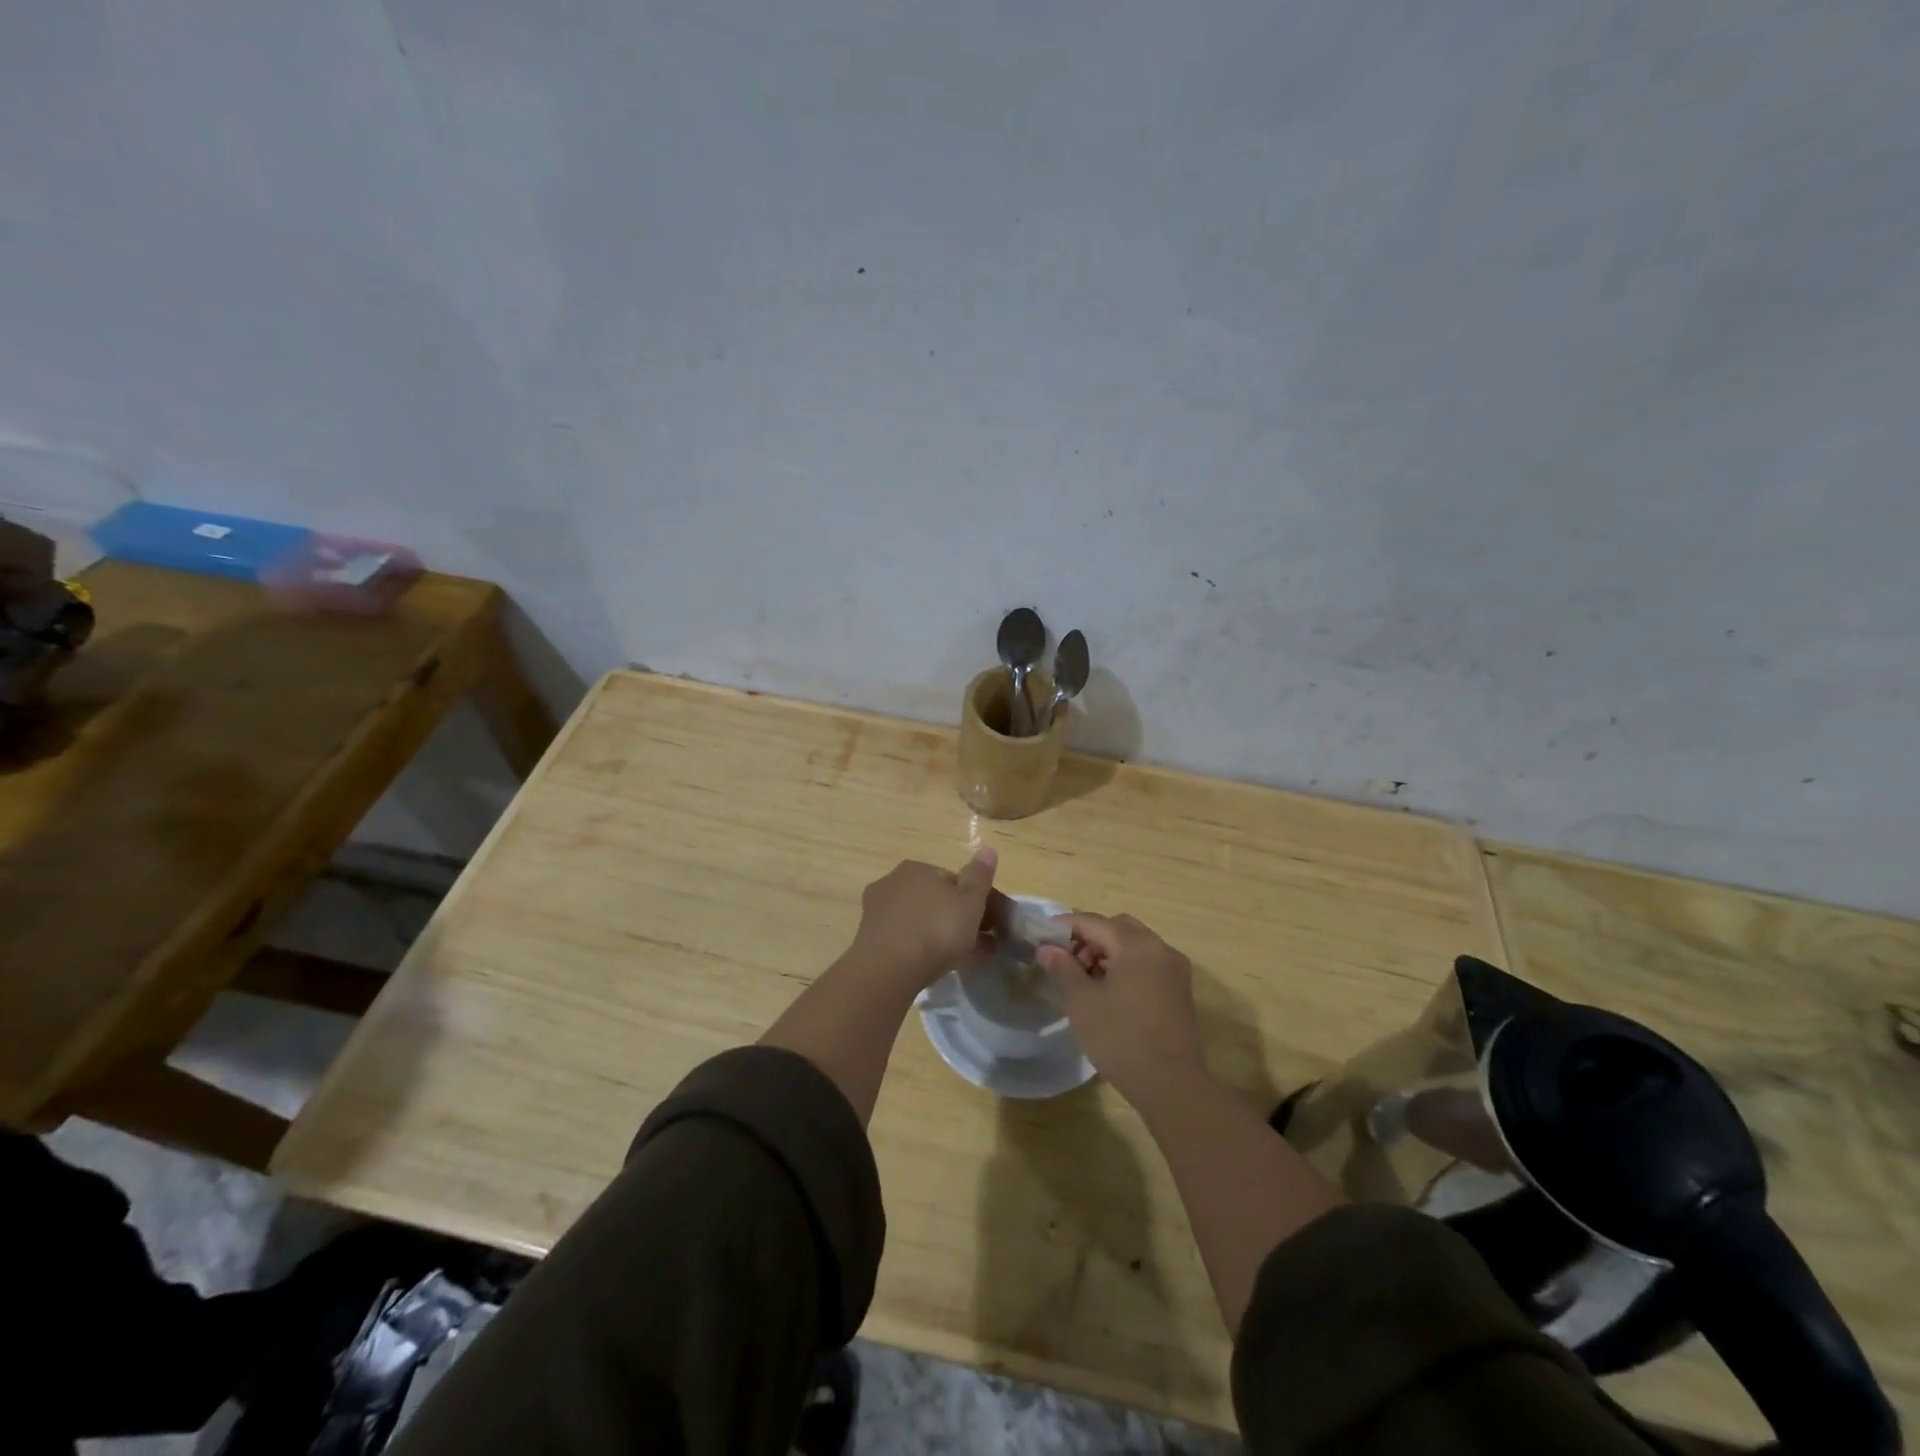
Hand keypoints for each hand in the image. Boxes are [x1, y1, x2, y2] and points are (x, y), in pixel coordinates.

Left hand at [848, 851, 999, 990]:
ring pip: (919, 920)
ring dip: (940, 934)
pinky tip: (936, 966)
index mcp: (917, 868)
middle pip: (934, 900)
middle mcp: (893, 882)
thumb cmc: (936, 930)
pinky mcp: (869, 938)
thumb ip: (979, 876)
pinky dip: (920, 948)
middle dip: (956, 918)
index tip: (988, 922)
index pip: (952, 880)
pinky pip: (904, 939)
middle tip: (978, 943)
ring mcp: (877, 911)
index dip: (973, 900)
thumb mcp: (970, 902)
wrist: (889, 969)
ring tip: (962, 959)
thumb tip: (988, 849)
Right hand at [1039, 913, 1205, 1101]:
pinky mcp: (1180, 990)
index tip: (1043, 937)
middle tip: (1068, 961)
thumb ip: (1063, 968)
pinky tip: (1110, 992)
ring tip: (1086, 980)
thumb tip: (1047, 949)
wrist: (1171, 1085)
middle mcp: (1160, 948)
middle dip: (1090, 938)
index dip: (1066, 926)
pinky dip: (1127, 966)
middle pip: (1118, 928)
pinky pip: (1148, 963)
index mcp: (1136, 945)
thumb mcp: (1082, 1002)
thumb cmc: (1121, 1039)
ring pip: (1135, 945)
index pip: (1095, 922)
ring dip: (1109, 952)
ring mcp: (1174, 969)